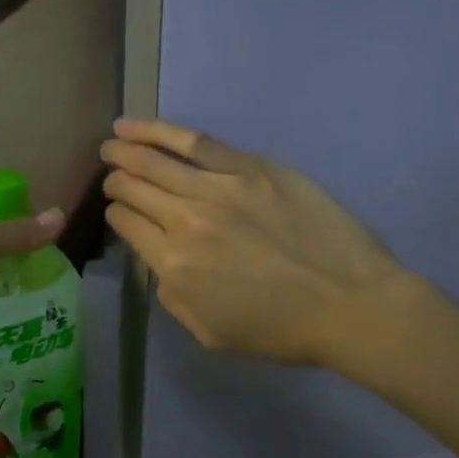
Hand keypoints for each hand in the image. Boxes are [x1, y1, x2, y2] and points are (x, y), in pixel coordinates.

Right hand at [102, 118, 403, 367]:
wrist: (350, 305)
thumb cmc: (280, 329)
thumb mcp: (208, 332)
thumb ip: (171, 295)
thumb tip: (159, 259)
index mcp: (174, 265)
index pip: (126, 223)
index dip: (115, 214)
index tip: (119, 212)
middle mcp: (187, 221)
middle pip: (135, 187)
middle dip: (115, 179)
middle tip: (108, 173)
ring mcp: (221, 188)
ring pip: (157, 160)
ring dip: (126, 149)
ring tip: (111, 141)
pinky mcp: (253, 168)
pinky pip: (199, 143)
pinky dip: (162, 132)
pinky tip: (140, 126)